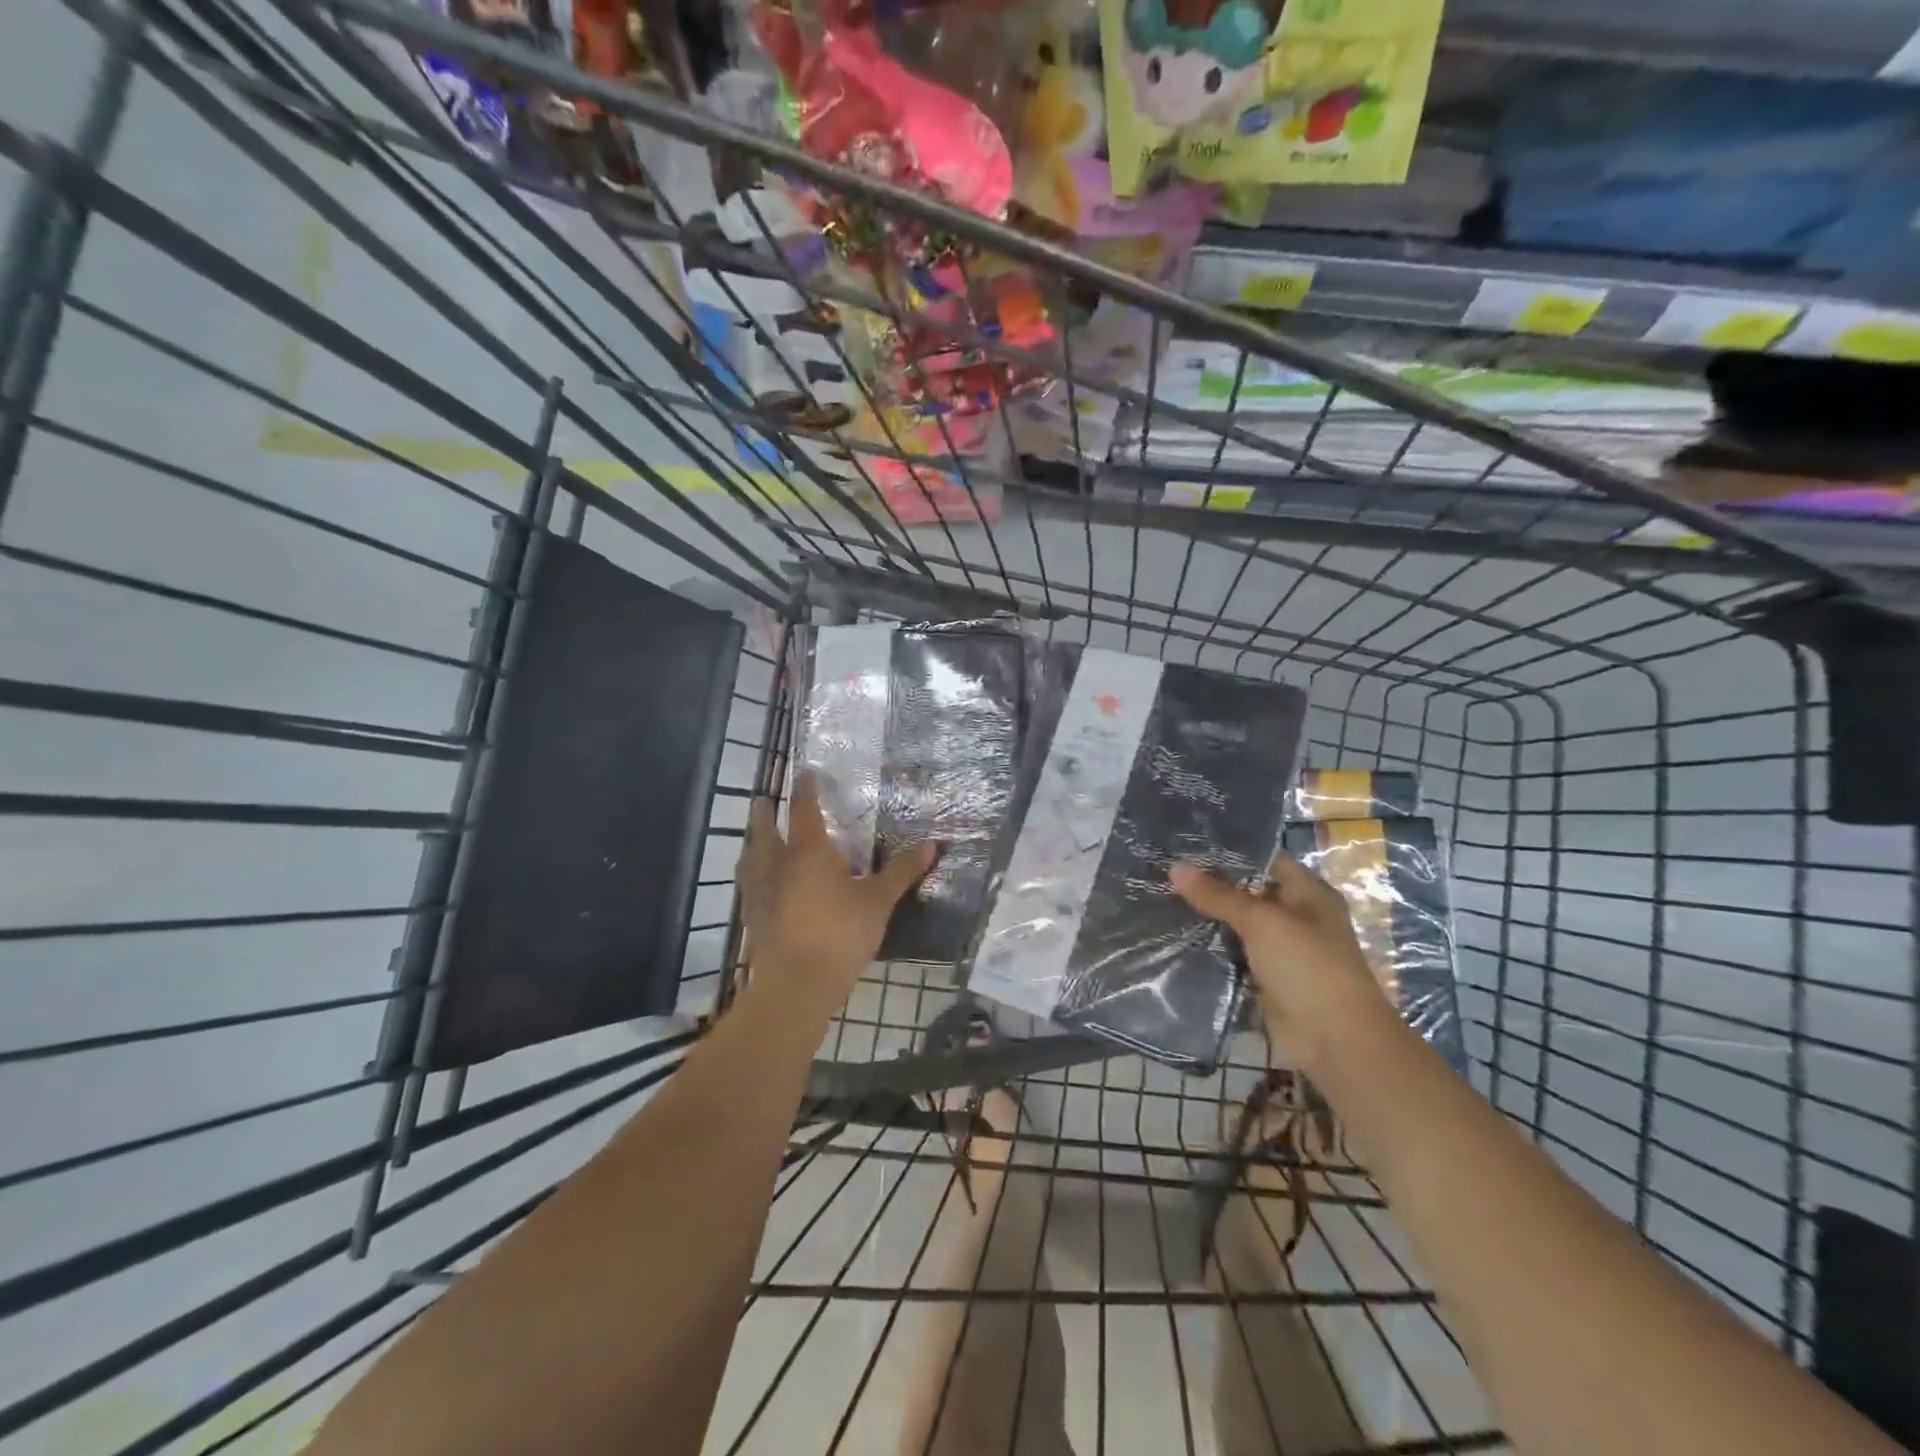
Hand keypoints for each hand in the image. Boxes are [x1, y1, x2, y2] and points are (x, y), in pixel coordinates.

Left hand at [739, 775, 937, 1018]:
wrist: (797, 982)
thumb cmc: (841, 933)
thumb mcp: (879, 901)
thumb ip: (902, 872)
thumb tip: (931, 844)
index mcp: (808, 851)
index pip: (804, 809)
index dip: (806, 789)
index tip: (806, 774)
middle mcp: (778, 863)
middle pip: (765, 829)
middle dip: (765, 813)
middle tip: (763, 800)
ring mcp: (760, 891)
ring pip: (750, 857)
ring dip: (753, 843)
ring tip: (755, 839)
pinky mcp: (752, 917)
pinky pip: (748, 886)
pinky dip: (751, 876)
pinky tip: (757, 885)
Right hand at [1170, 856, 1394, 1068]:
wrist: (1335, 1040)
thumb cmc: (1307, 966)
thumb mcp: (1261, 922)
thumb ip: (1218, 895)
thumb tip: (1174, 866)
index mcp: (1308, 893)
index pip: (1264, 861)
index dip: (1228, 853)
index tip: (1185, 847)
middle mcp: (1296, 917)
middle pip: (1247, 894)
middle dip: (1210, 887)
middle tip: (1163, 873)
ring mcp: (1281, 950)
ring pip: (1236, 927)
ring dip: (1206, 920)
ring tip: (1160, 900)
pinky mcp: (1266, 979)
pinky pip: (1232, 957)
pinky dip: (1210, 951)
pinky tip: (1175, 938)